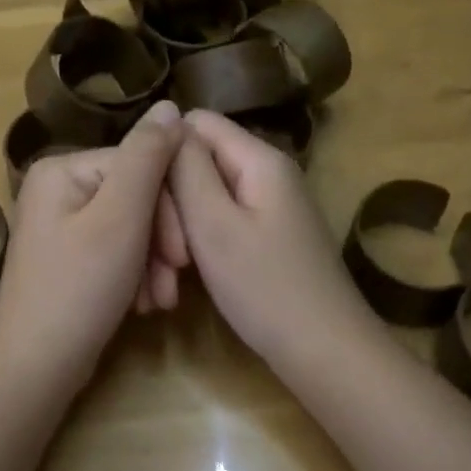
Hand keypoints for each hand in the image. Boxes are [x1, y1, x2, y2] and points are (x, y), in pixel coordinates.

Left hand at [0, 100, 187, 380]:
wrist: (35, 369)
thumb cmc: (79, 288)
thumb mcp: (121, 217)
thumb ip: (148, 157)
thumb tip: (169, 105)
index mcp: (63, 168)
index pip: (139, 166)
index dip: (170, 208)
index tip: (185, 255)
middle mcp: (58, 187)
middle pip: (135, 196)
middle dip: (162, 241)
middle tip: (174, 282)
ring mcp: (60, 223)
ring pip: (131, 226)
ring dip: (154, 262)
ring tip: (161, 301)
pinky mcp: (68, 256)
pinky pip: (115, 250)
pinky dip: (136, 275)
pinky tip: (145, 304)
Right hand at [168, 110, 381, 369]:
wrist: (325, 353)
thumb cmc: (265, 288)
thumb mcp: (214, 224)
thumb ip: (187, 167)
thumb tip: (167, 117)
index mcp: (259, 159)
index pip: (195, 122)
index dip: (163, 153)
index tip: (145, 198)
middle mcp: (268, 172)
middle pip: (200, 160)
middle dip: (171, 200)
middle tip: (163, 253)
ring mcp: (271, 205)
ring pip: (207, 195)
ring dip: (181, 229)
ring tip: (171, 274)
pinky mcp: (269, 235)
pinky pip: (223, 221)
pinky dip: (201, 244)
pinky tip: (187, 278)